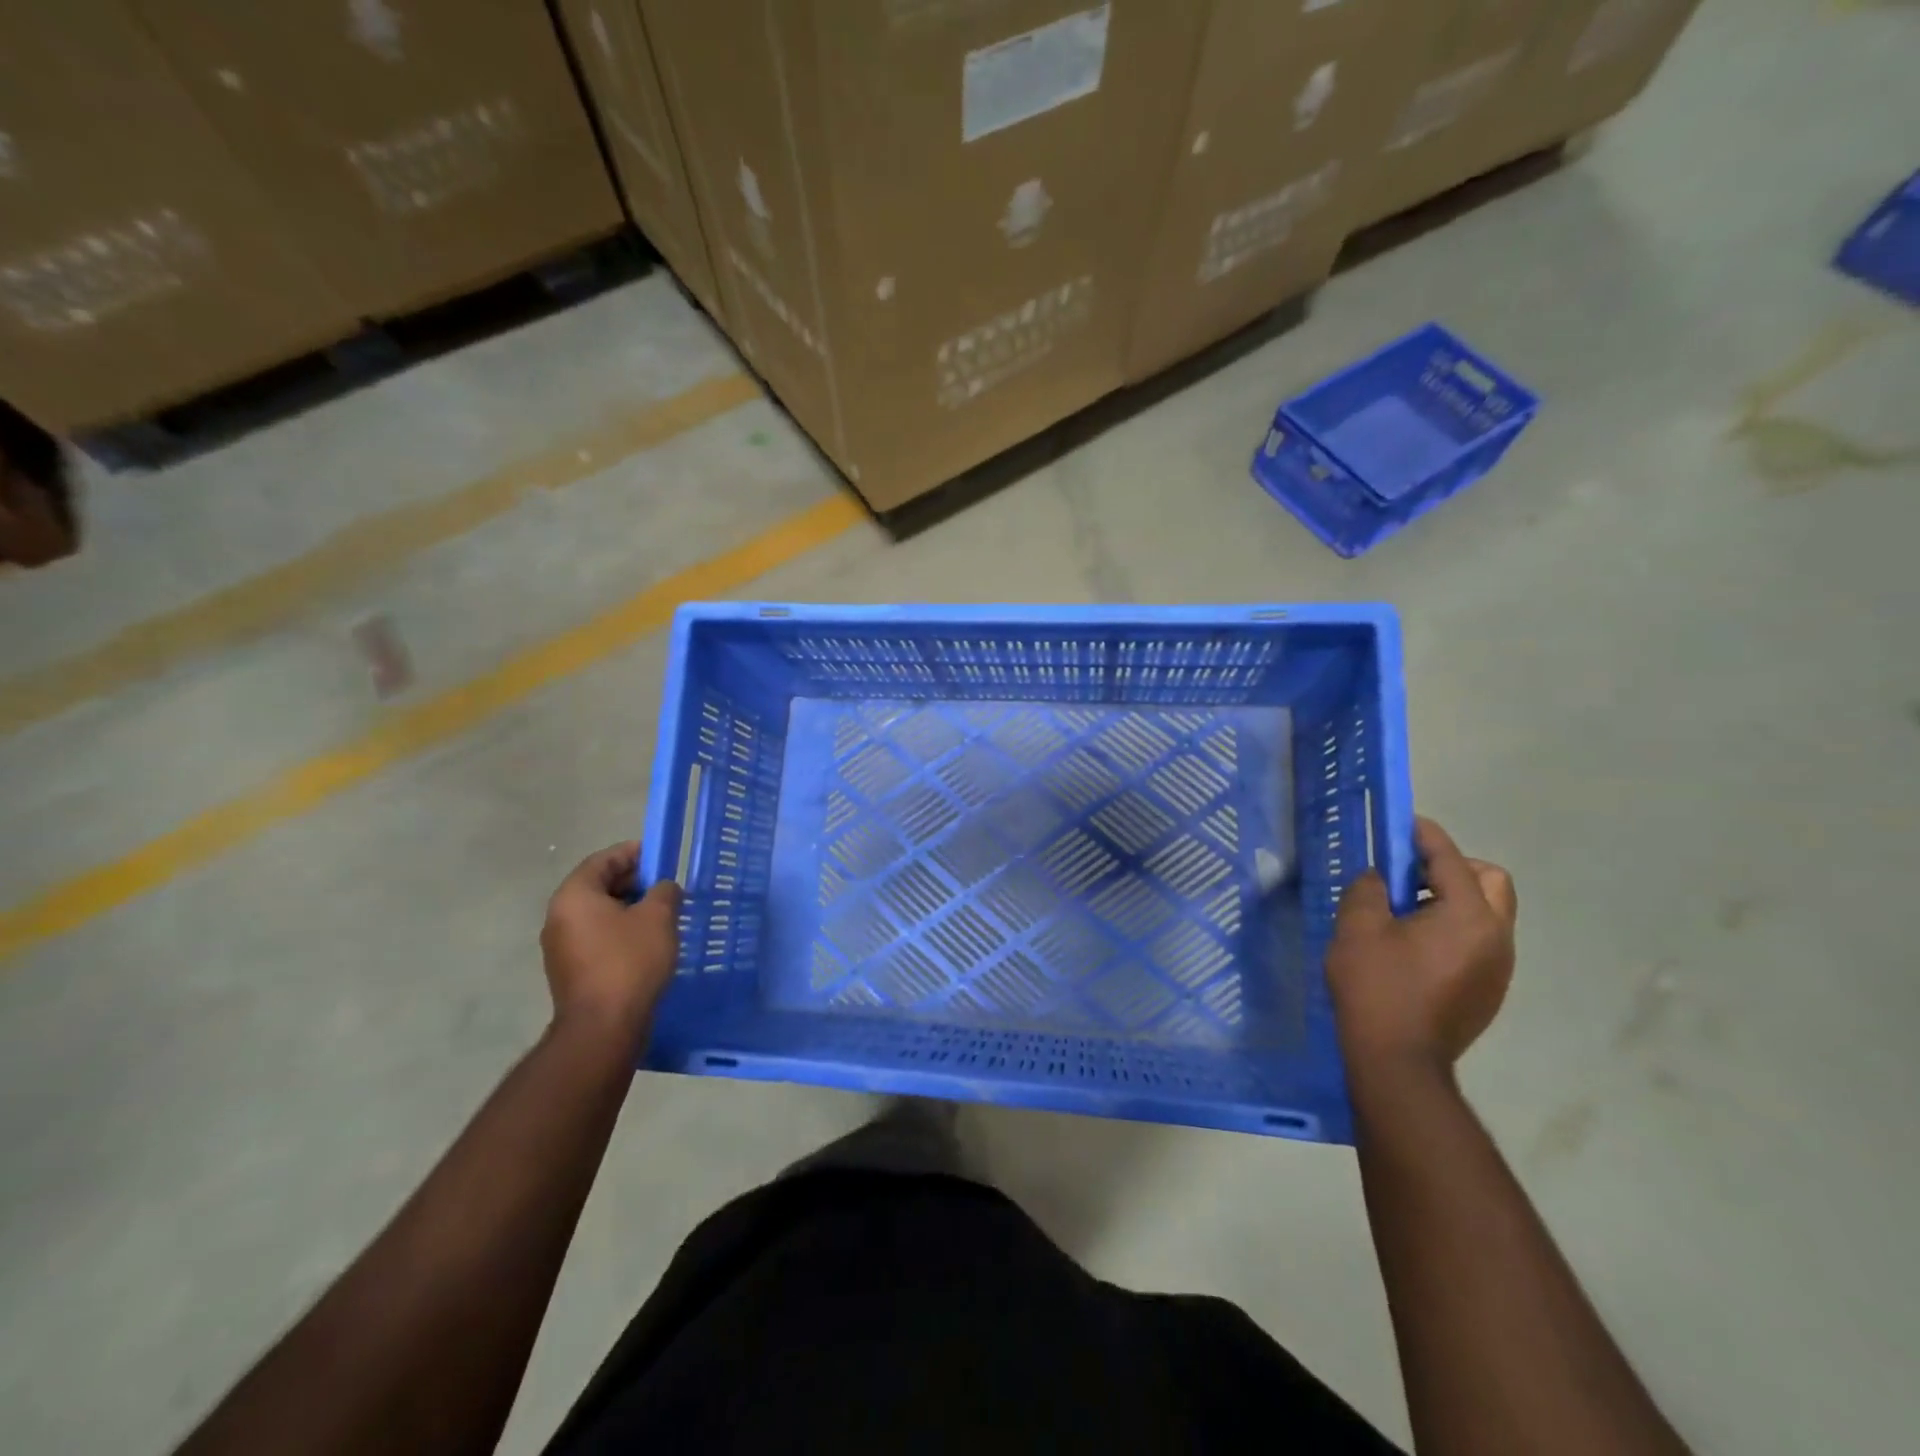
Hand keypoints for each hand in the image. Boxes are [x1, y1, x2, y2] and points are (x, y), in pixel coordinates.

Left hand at [540, 842, 681, 1042]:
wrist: (603, 1026)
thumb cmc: (630, 961)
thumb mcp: (658, 917)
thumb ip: (664, 892)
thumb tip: (663, 888)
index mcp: (574, 895)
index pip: (603, 860)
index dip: (633, 853)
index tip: (661, 856)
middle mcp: (559, 916)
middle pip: (598, 886)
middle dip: (634, 882)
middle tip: (666, 886)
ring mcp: (560, 946)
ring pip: (598, 914)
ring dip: (629, 909)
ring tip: (662, 915)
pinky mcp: (570, 970)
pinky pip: (597, 937)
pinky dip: (620, 931)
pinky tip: (647, 942)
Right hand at [1327, 817, 1516, 1075]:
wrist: (1399, 1061)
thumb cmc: (1377, 987)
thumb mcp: (1358, 928)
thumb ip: (1369, 889)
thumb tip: (1379, 878)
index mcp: (1469, 916)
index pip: (1451, 859)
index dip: (1425, 836)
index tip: (1403, 823)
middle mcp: (1497, 937)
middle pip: (1490, 881)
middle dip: (1453, 867)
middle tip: (1408, 874)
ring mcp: (1499, 967)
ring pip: (1487, 913)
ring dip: (1452, 899)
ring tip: (1405, 911)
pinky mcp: (1490, 990)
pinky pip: (1479, 941)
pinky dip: (1454, 928)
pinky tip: (1414, 946)